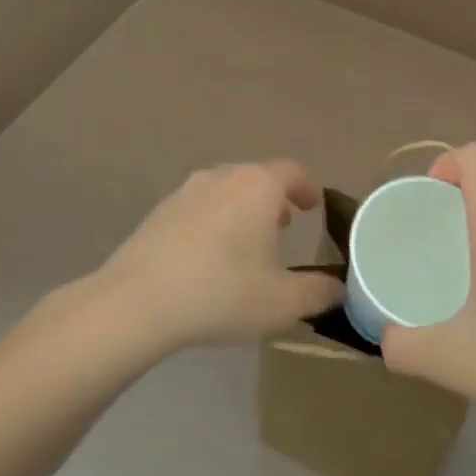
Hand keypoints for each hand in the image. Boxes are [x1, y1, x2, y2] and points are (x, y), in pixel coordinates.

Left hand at [92, 161, 340, 352]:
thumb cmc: (221, 293)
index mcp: (258, 186)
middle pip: (257, 177)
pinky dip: (213, 221)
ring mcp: (186, 191)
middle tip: (283, 227)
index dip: (308, 187)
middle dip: (275, 199)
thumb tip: (339, 289)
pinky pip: (199, 207)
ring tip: (246, 243)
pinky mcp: (159, 212)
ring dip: (242, 209)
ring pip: (226, 190)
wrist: (136, 303)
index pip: (293, 172)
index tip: (313, 206)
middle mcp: (223, 177)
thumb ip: (319, 293)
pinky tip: (208, 257)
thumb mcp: (283, 302)